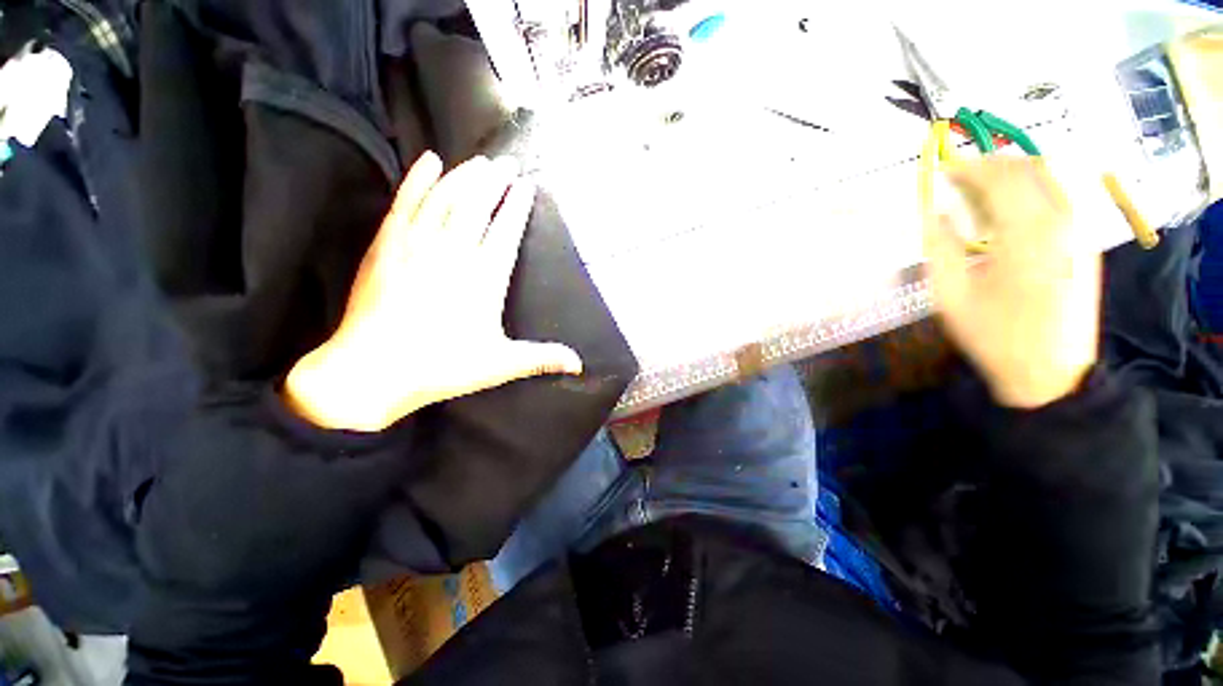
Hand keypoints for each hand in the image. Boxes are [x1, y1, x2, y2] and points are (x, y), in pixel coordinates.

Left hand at [285, 152, 582, 430]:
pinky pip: (406, 201)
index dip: (518, 205)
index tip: (527, 185)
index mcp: (485, 278)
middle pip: (478, 205)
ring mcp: (417, 243)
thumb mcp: (500, 364)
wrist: (372, 370)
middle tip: (508, 163)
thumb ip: (541, 358)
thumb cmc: (443, 367)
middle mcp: (454, 251)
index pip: (506, 230)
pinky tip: (429, 161)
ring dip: (465, 176)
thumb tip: (579, 365)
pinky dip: (418, 179)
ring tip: (480, 162)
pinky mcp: (387, 243)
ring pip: (445, 197)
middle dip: (495, 181)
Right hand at [923, 158, 1100, 408]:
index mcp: (1028, 235)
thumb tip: (933, 213)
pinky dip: (1031, 191)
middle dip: (991, 165)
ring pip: (1050, 178)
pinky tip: (1007, 212)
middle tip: (958, 179)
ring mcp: (1080, 231)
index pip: (1000, 177)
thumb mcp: (952, 295)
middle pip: (1030, 167)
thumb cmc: (994, 335)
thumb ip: (940, 247)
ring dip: (1012, 176)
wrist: (1050, 372)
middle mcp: (1063, 222)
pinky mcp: (1085, 242)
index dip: (968, 167)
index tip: (941, 168)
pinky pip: (1060, 197)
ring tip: (979, 194)